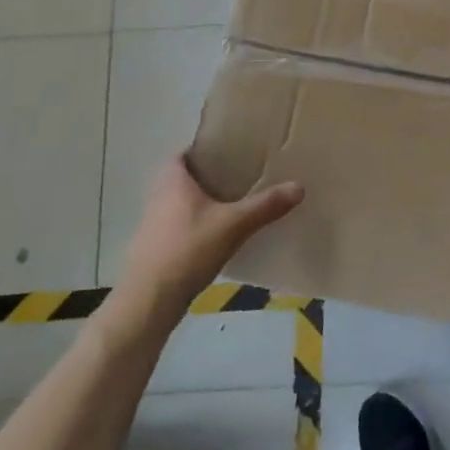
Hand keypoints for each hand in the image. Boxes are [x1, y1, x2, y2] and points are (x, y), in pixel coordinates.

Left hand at [120, 157, 303, 313]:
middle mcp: (157, 197)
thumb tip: (299, 186)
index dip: (202, 149)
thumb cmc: (189, 249)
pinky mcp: (154, 248)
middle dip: (207, 176)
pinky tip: (216, 237)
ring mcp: (152, 224)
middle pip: (182, 178)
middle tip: (237, 177)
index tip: (228, 151)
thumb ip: (266, 205)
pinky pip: (177, 226)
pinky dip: (194, 225)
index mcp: (172, 181)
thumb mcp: (235, 225)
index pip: (182, 153)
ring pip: (179, 203)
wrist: (150, 300)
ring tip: (232, 205)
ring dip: (200, 202)